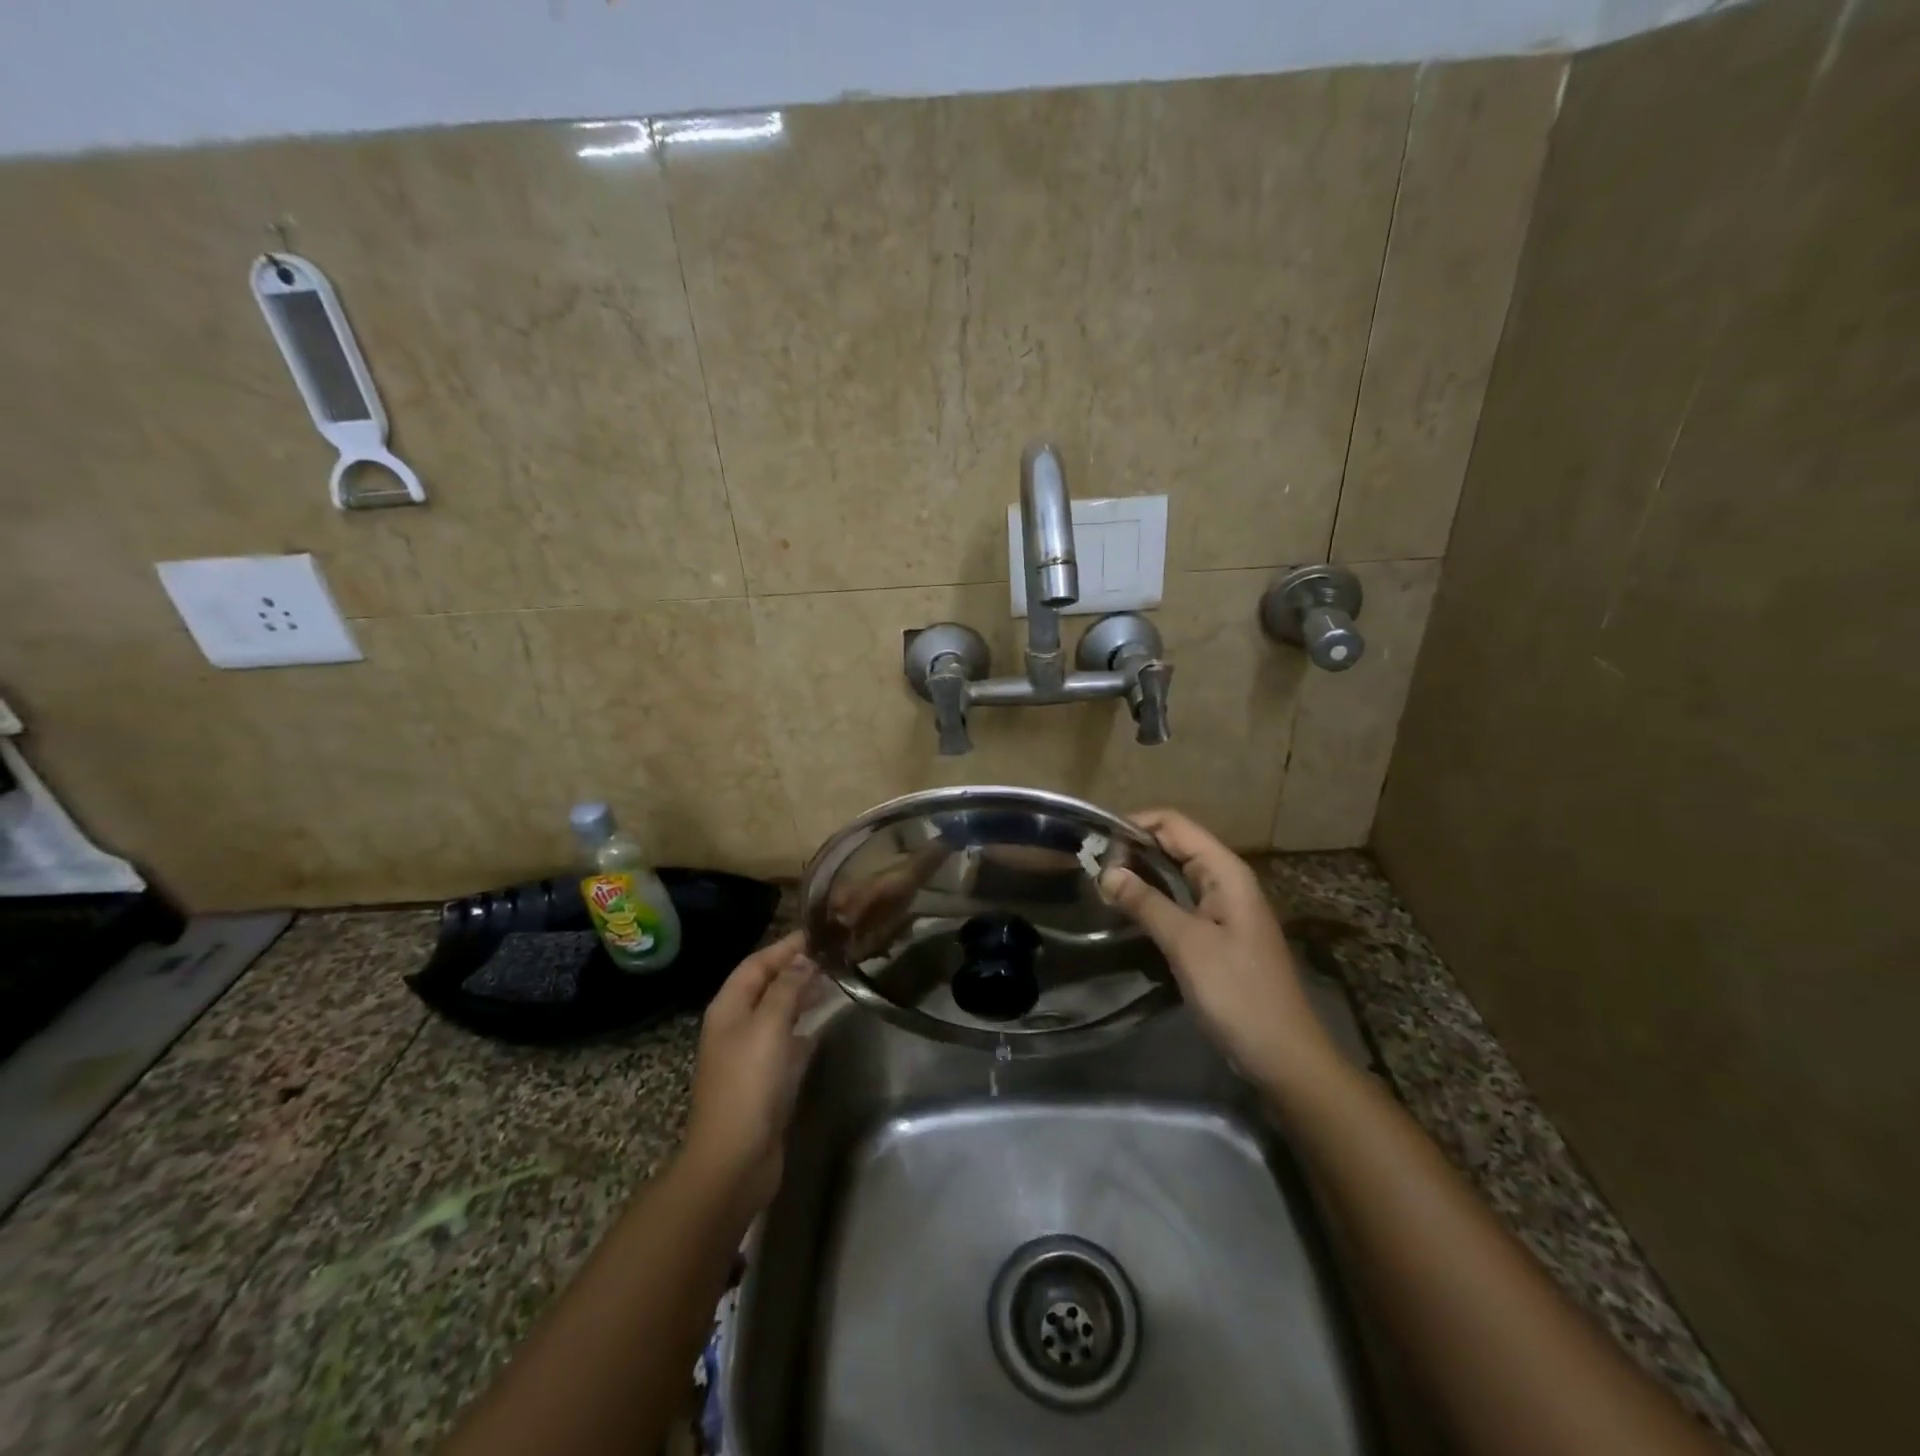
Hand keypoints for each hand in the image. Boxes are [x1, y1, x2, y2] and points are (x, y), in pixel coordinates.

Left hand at [682, 932, 820, 1214]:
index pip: (756, 964)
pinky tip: (821, 1026)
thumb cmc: (748, 1085)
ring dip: (800, 996)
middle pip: (765, 986)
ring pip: (776, 1013)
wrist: (734, 1160)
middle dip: (794, 968)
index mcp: (728, 1008)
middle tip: (832, 955)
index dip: (785, 947)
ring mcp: (748, 1055)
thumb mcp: (769, 1027)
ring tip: (832, 982)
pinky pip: (784, 1042)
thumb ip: (787, 989)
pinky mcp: (764, 1080)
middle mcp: (735, 1026)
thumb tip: (803, 959)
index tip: (818, 932)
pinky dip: (802, 1028)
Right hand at [1100, 810, 1337, 1091]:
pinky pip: (1181, 899)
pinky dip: (1154, 896)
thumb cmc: (1238, 992)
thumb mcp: (1187, 944)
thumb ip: (1146, 903)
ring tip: (1101, 880)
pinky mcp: (1218, 933)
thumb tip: (1106, 871)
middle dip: (1135, 846)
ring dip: (1142, 871)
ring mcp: (1224, 907)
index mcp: (1226, 872)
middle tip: (1091, 862)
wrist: (1283, 1054)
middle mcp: (1226, 880)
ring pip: (1177, 872)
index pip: (1175, 824)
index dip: (1136, 823)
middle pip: (1176, 844)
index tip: (1096, 839)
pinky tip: (1129, 907)